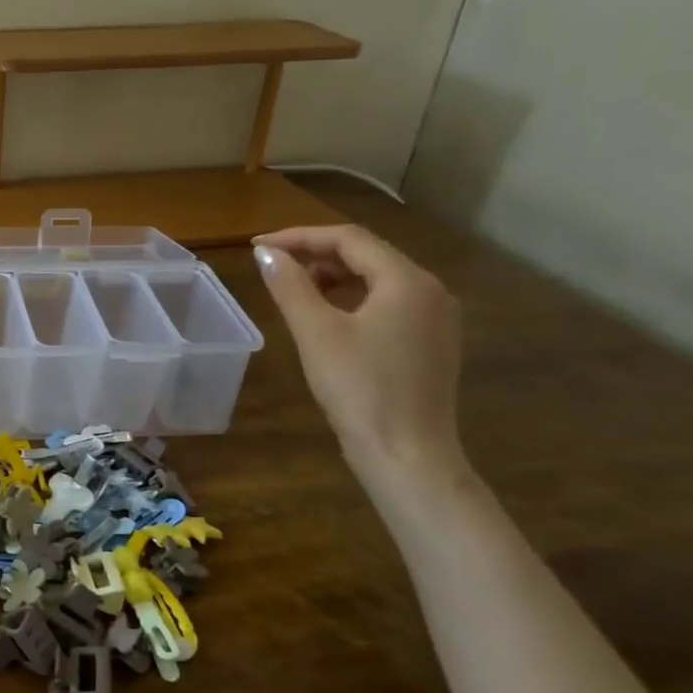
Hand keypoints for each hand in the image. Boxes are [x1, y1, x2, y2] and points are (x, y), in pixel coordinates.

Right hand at [253, 224, 464, 475]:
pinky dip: (353, 299)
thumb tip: (266, 254)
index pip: (348, 239)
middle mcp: (430, 290)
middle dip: (316, 255)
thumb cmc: (359, 389)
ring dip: (333, 277)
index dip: (298, 237)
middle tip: (272, 268)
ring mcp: (435, 319)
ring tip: (295, 292)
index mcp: (407, 281)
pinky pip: (388, 304)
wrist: (406, 455)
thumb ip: (290, 286)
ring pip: (377, 279)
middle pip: (367, 255)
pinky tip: (327, 318)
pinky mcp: (430, 344)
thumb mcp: (316, 332)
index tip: (258, 247)